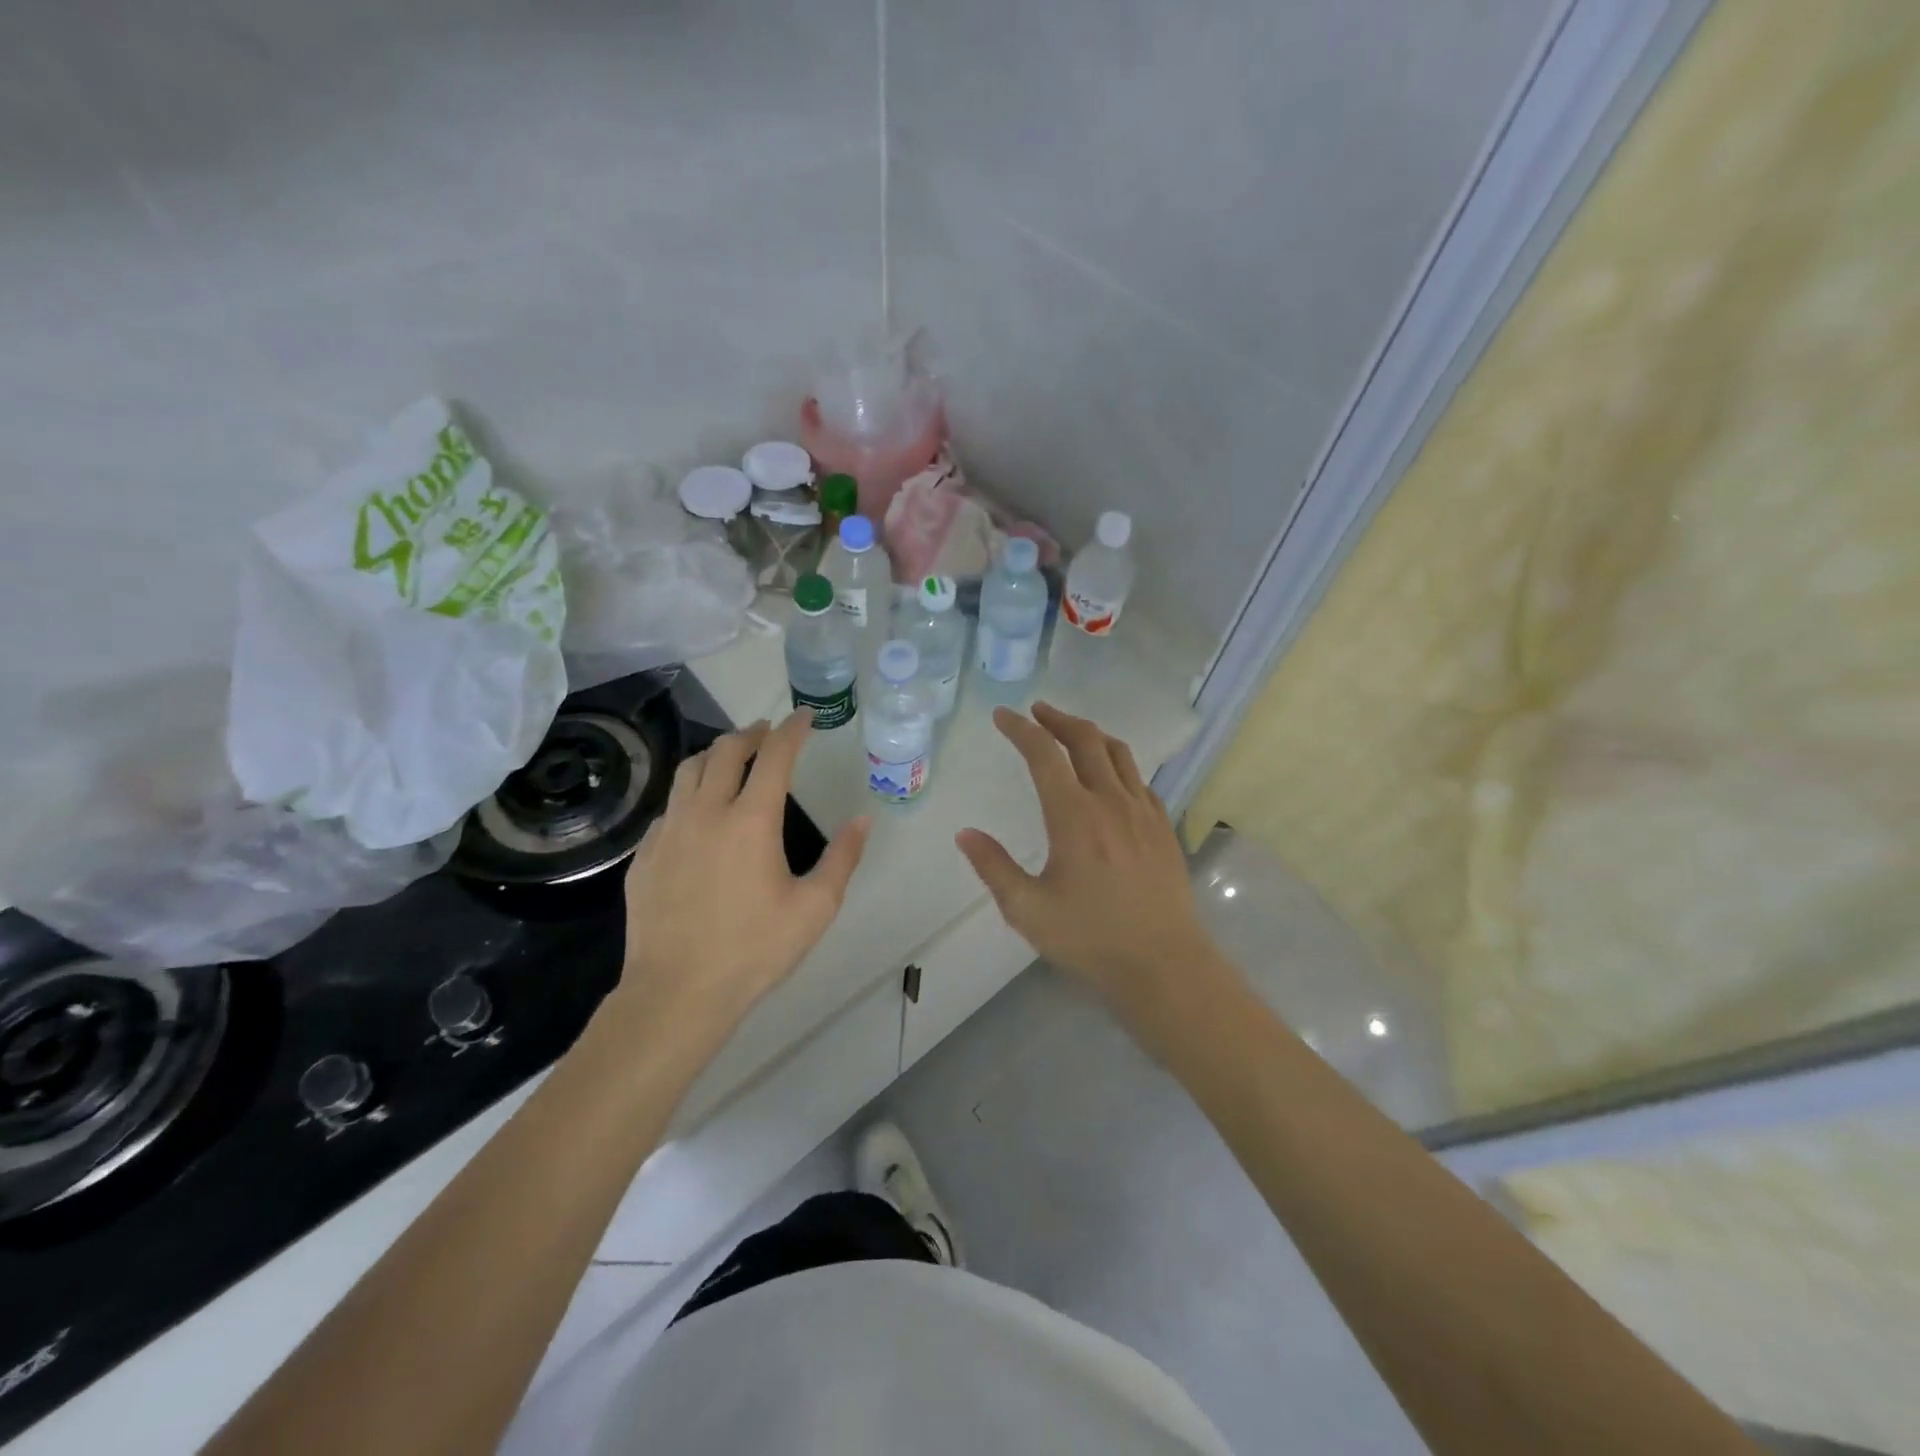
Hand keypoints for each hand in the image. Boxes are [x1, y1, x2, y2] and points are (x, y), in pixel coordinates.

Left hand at [614, 712, 869, 1038]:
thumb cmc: (754, 949)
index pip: (775, 756)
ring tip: (732, 759)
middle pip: (725, 751)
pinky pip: (669, 807)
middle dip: (751, 733)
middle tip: (768, 732)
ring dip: (715, 755)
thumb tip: (862, 820)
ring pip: (689, 771)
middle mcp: (706, 812)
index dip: (792, 730)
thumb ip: (843, 858)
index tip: (804, 717)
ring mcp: (669, 831)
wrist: (677, 992)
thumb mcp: (815, 908)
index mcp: (751, 820)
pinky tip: (700, 814)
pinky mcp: (645, 854)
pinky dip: (690, 794)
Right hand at [956, 703, 1219, 1018]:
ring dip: (1091, 734)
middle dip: (1057, 719)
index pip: (1043, 754)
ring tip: (1071, 733)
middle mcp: (1110, 801)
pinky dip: (1118, 764)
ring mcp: (1143, 811)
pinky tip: (1111, 778)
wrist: (1163, 963)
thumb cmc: (1090, 937)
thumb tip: (965, 834)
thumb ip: (994, 867)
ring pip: (1118, 753)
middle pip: (1085, 739)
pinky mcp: (1163, 827)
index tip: (1003, 715)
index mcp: (1073, 815)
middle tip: (1037, 712)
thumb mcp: (1027, 909)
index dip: (1021, 729)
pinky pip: (1140, 780)